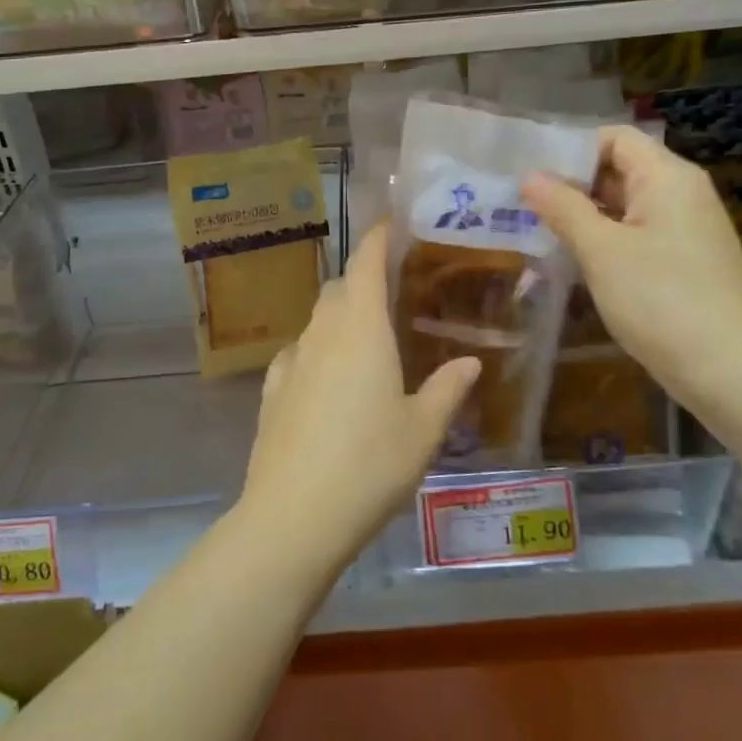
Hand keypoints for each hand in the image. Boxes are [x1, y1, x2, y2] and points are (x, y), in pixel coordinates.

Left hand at [238, 227, 479, 574]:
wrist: (293, 516)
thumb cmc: (370, 464)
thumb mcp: (423, 430)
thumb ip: (447, 389)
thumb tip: (470, 361)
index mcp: (361, 329)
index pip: (365, 263)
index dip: (377, 238)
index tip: (391, 224)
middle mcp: (322, 333)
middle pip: (339, 288)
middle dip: (362, 280)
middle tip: (393, 293)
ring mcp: (291, 361)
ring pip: (317, 320)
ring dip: (340, 316)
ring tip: (367, 339)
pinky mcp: (271, 391)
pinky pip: (298, 353)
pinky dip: (317, 350)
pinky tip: (329, 378)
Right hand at [522, 124, 741, 410]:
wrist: (732, 373)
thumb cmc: (662, 300)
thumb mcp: (601, 251)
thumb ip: (564, 208)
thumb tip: (530, 176)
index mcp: (667, 176)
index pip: (613, 138)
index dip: (571, 151)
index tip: (531, 178)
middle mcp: (682, 194)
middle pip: (619, 169)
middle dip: (572, 186)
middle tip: (523, 208)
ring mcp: (688, 230)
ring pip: (626, 206)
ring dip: (586, 217)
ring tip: (539, 234)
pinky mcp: (687, 262)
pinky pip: (639, 235)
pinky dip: (607, 242)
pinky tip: (577, 264)